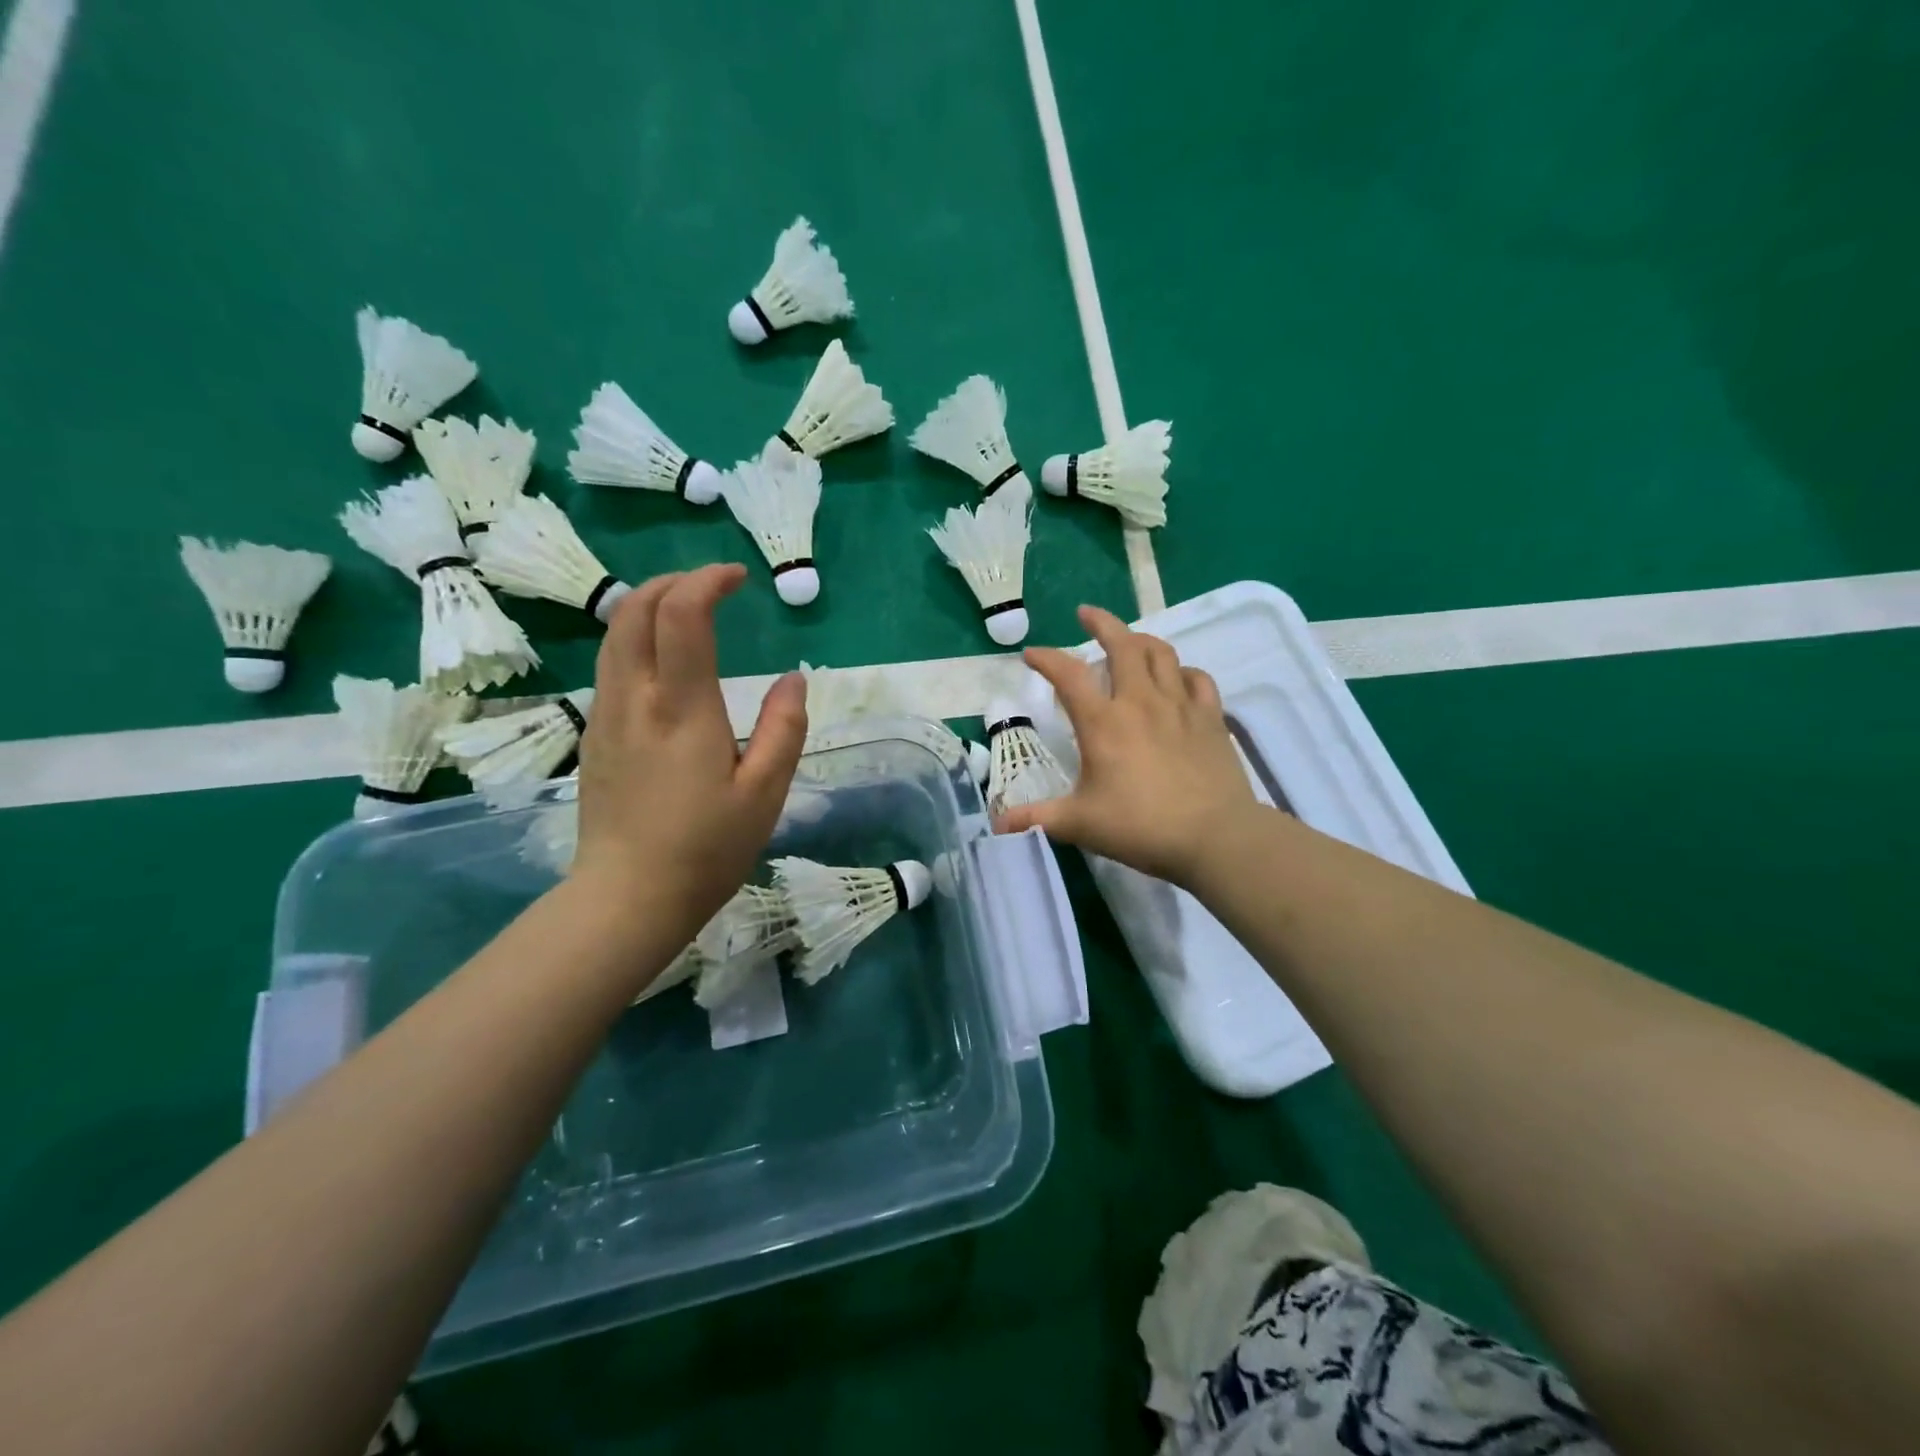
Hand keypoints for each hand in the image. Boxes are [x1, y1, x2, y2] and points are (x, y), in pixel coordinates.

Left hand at [572, 565, 807, 942]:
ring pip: (614, 635)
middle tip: (714, 587)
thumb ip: (784, 728)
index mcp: (682, 709)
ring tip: (689, 613)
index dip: (708, 581)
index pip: (681, 615)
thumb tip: (794, 679)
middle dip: (673, 582)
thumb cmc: (706, 848)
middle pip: (634, 610)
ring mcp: (606, 717)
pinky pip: (611, 666)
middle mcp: (634, 700)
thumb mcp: (765, 793)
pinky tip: (665, 663)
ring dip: (650, 607)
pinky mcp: (595, 737)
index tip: (739, 579)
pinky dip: (637, 639)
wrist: (627, 899)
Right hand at [999, 605, 1255, 885]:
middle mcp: (1140, 701)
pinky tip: (1176, 678)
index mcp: (1103, 722)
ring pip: (1161, 653)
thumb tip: (998, 824)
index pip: (1068, 675)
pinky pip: (1197, 678)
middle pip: (1122, 644)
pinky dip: (1182, 672)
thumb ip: (1037, 819)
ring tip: (1130, 640)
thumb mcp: (1080, 825)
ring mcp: (1180, 705)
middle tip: (1087, 614)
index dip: (1046, 658)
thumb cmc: (1141, 827)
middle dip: (1102, 623)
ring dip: (1141, 640)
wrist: (1215, 836)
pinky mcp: (1211, 717)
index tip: (1031, 653)